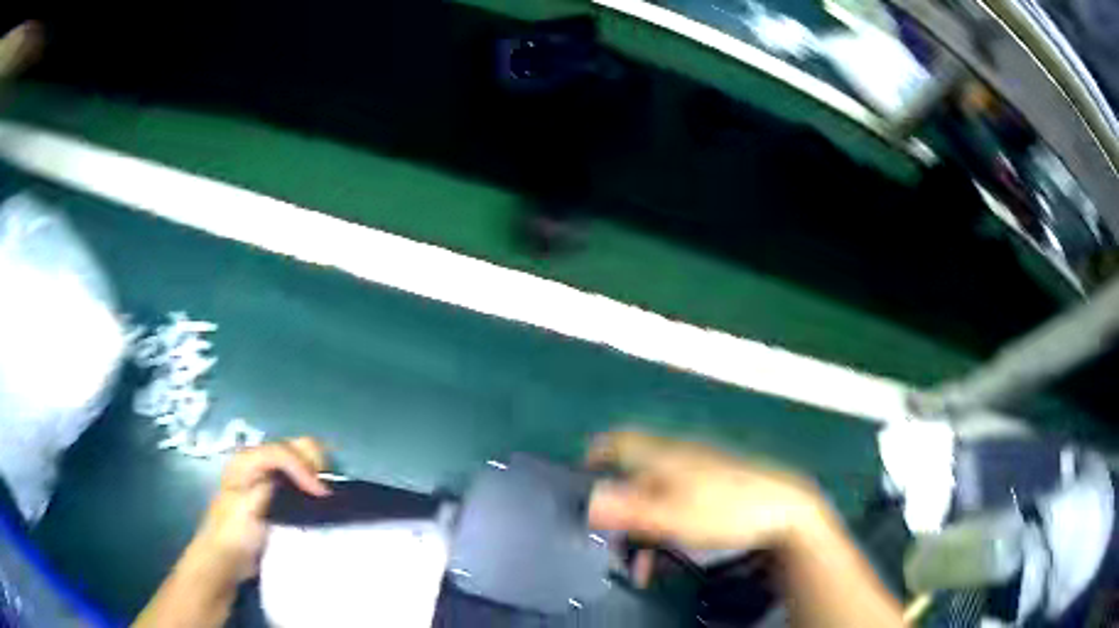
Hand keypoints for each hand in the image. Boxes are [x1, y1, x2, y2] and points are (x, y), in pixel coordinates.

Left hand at [190, 437, 330, 582]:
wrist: (226, 559)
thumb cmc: (234, 533)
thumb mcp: (249, 507)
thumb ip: (273, 488)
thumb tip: (308, 483)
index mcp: (248, 459)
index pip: (283, 451)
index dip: (304, 468)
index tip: (322, 494)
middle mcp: (258, 461)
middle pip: (294, 447)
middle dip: (314, 464)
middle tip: (325, 492)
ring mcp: (267, 477)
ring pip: (299, 461)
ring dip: (315, 474)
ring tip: (324, 497)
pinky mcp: (276, 494)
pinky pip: (299, 479)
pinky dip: (312, 485)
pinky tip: (318, 500)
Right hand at [586, 430, 828, 550]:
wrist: (784, 510)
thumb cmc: (724, 510)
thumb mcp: (671, 516)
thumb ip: (628, 509)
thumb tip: (588, 500)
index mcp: (662, 456)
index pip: (618, 442)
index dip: (595, 456)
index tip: (582, 481)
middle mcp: (677, 456)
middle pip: (633, 477)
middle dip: (619, 513)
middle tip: (613, 547)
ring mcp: (699, 471)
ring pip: (656, 496)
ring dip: (643, 530)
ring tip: (643, 566)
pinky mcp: (715, 487)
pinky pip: (677, 504)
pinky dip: (666, 527)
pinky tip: (671, 552)